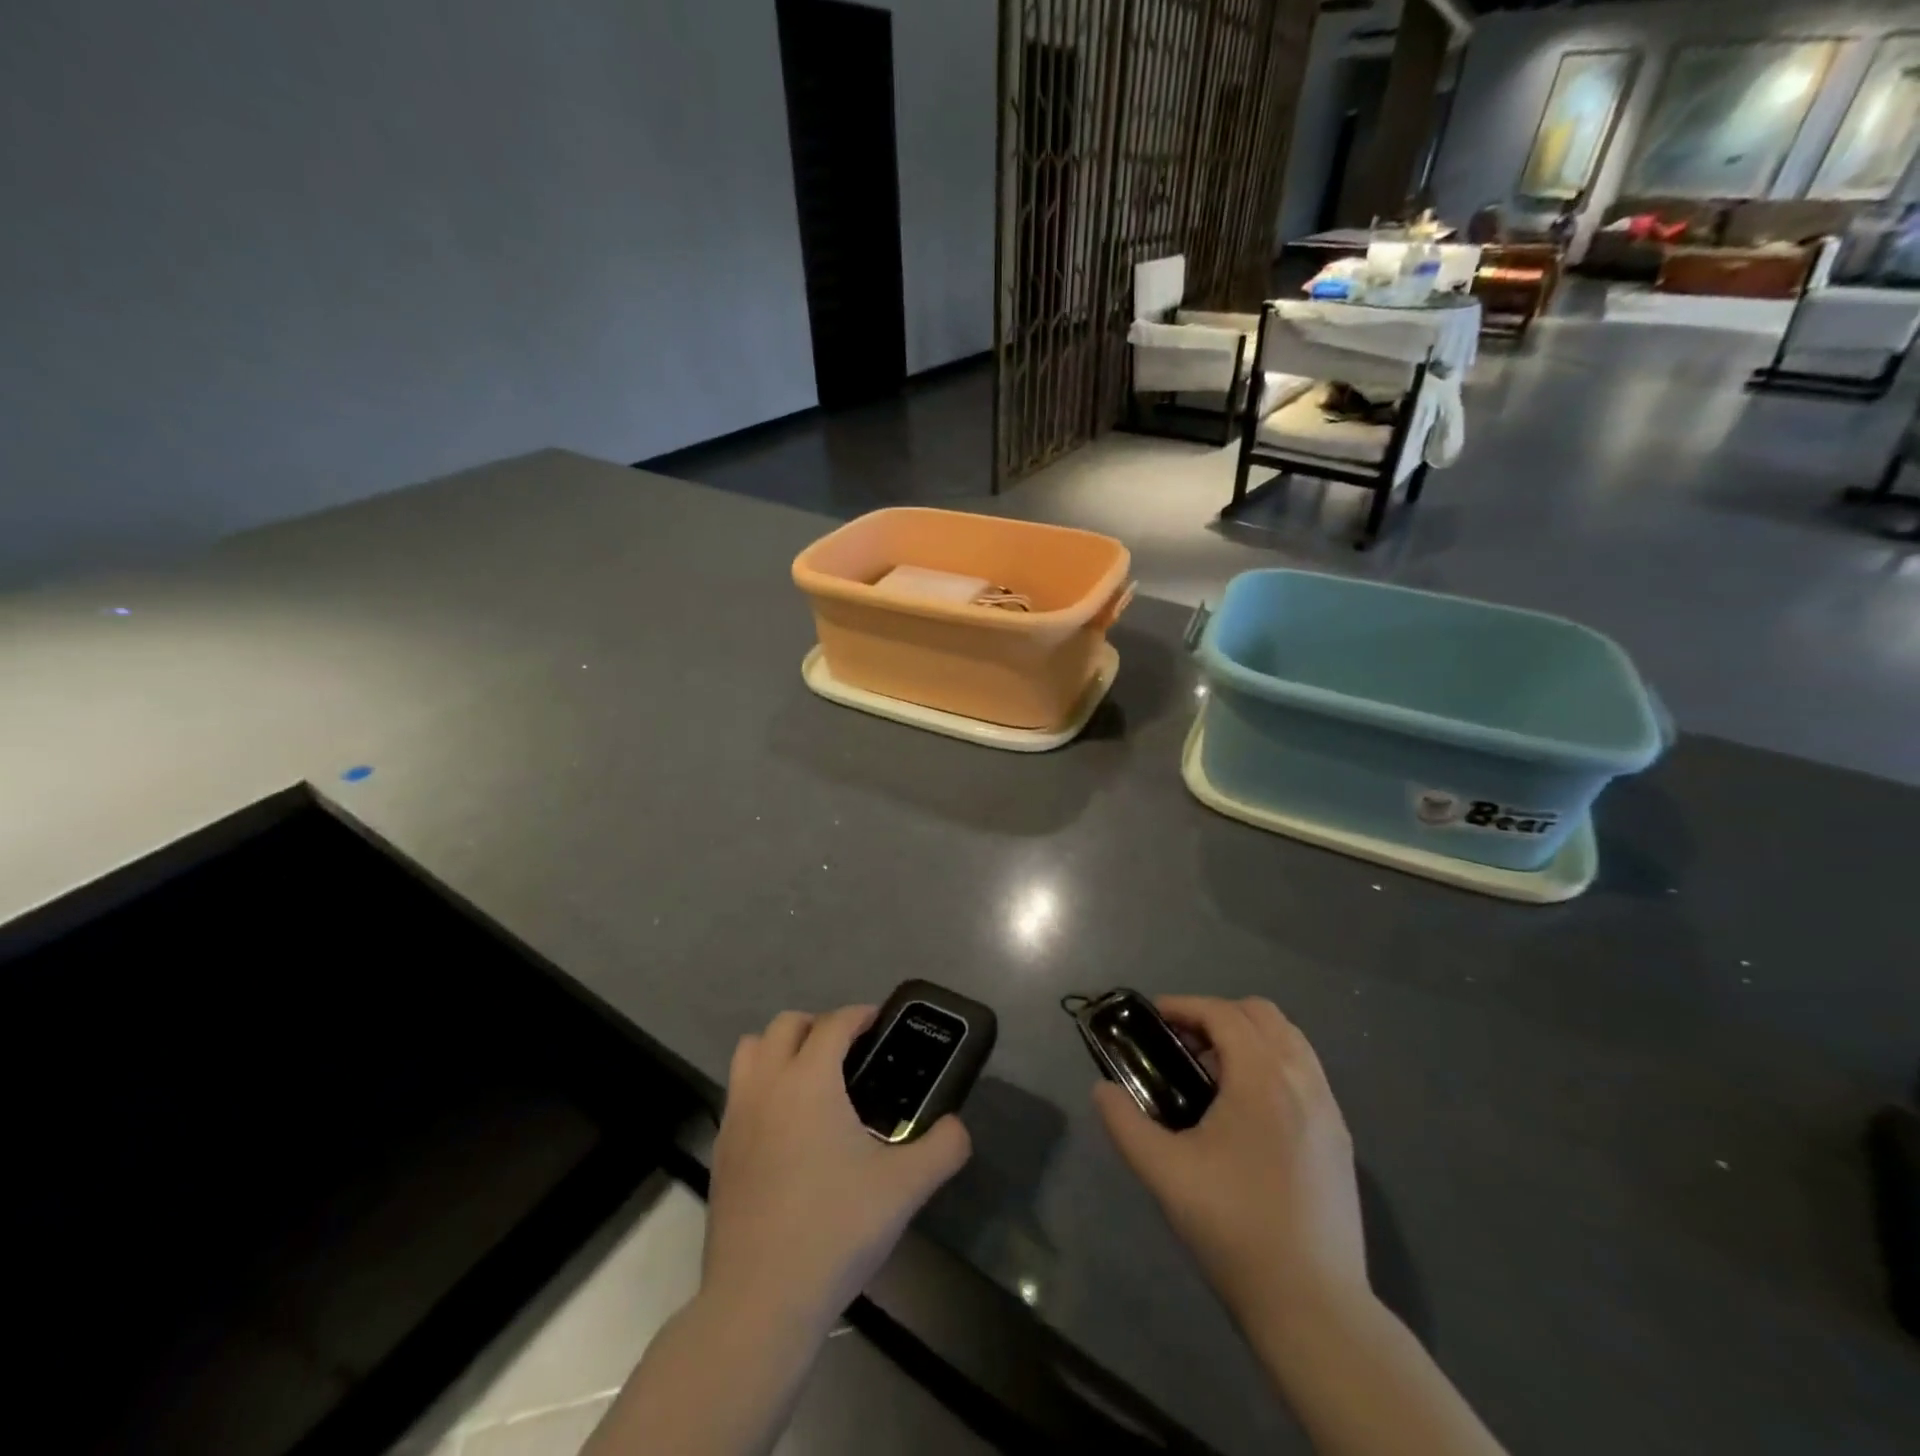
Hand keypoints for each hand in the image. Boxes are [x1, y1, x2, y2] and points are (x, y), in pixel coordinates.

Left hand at [703, 1006, 971, 1336]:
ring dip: (780, 1048)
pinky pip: (739, 1092)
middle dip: (818, 1024)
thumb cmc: (835, 1230)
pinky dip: (763, 1086)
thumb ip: (944, 1148)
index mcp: (808, 1080)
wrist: (760, 1301)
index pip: (833, 1023)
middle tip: (849, 1050)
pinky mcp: (719, 1151)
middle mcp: (766, 1086)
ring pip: (750, 1052)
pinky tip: (788, 1126)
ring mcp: (735, 1117)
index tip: (880, 1022)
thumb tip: (958, 1127)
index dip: (859, 1015)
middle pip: (784, 1025)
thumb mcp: (905, 1188)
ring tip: (813, 1078)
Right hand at [1094, 996, 1367, 1336]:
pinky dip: (1274, 1064)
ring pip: (1290, 1040)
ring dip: (1249, 1037)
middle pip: (1261, 1014)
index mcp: (1262, 1078)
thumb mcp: (1163, 1172)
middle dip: (1218, 1015)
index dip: (1185, 1006)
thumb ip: (1124, 1122)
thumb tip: (1102, 1090)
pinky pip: (1306, 1072)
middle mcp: (1302, 1080)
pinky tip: (1249, 1110)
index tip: (1154, 1018)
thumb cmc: (1233, 1227)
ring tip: (1214, 1074)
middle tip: (1183, 1045)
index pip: (1223, 1014)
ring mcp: (1329, 1109)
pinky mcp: (1340, 1138)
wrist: (1313, 1305)